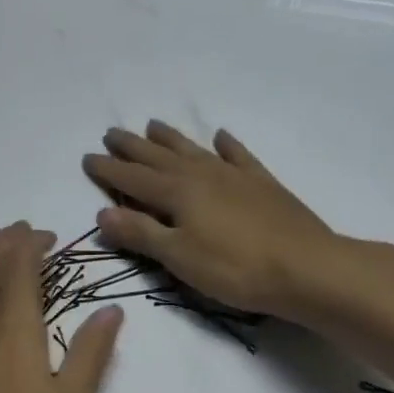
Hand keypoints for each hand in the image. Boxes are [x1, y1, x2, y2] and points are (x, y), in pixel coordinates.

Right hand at [84, 121, 339, 317]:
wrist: (306, 268)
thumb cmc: (234, 268)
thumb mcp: (178, 257)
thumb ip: (140, 233)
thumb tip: (101, 213)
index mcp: (177, 193)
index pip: (132, 179)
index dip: (108, 170)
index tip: (87, 157)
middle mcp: (201, 175)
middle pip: (159, 157)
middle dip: (132, 146)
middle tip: (111, 132)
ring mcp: (234, 176)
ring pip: (193, 150)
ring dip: (170, 138)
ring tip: (152, 124)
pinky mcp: (262, 184)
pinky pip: (239, 156)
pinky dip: (227, 145)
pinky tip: (220, 136)